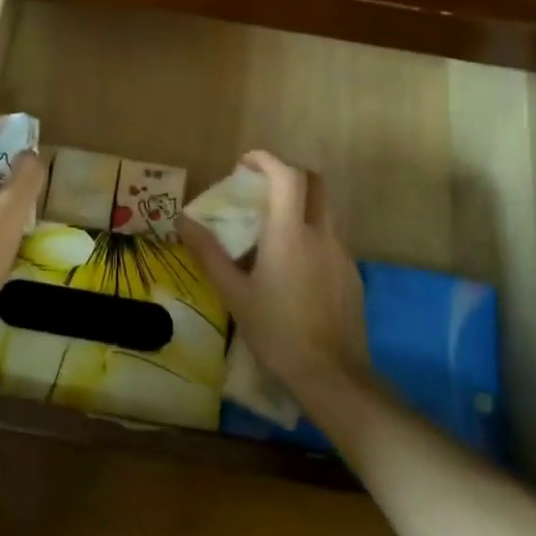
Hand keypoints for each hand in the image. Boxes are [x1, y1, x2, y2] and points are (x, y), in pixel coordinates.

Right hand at [179, 150, 369, 394]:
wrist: (332, 375)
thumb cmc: (276, 332)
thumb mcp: (234, 293)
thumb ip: (208, 253)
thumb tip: (183, 222)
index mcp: (290, 234)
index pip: (287, 175)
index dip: (267, 160)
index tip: (245, 163)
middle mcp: (321, 234)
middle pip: (314, 182)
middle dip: (288, 175)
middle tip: (261, 188)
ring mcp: (342, 254)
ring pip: (325, 211)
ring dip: (300, 205)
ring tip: (272, 229)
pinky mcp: (353, 275)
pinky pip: (331, 240)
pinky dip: (311, 235)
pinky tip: (293, 268)